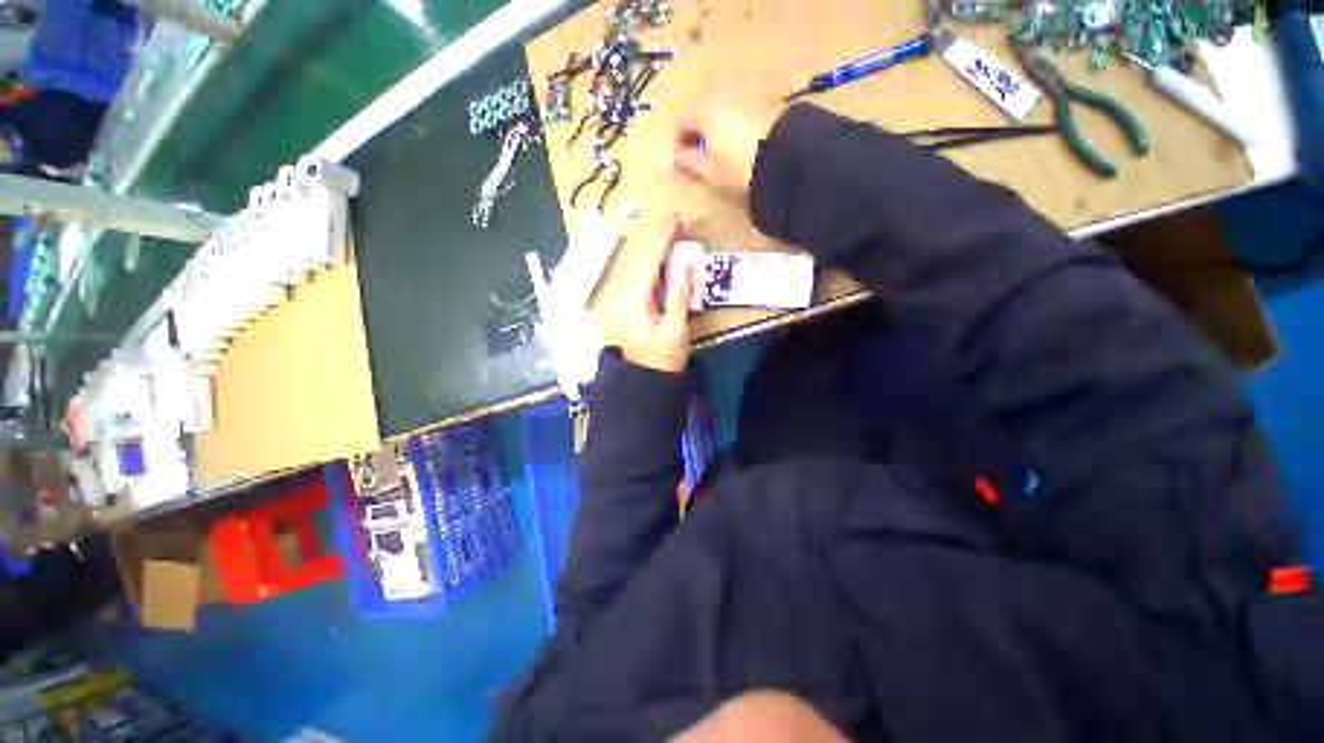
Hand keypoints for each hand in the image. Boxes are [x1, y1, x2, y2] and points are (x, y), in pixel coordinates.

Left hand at [607, 216, 693, 373]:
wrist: (641, 384)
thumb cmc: (661, 360)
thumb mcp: (674, 329)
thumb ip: (679, 295)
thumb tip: (685, 264)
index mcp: (635, 299)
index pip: (649, 260)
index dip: (662, 239)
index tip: (676, 221)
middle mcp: (624, 295)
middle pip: (639, 260)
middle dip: (657, 240)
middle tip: (675, 223)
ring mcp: (623, 302)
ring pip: (638, 268)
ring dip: (653, 251)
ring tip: (669, 236)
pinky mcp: (627, 309)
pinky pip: (639, 279)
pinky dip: (651, 266)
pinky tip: (659, 261)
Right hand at [672, 81, 788, 195]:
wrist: (786, 154)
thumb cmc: (739, 165)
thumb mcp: (711, 171)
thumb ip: (690, 163)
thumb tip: (676, 160)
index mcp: (702, 106)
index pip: (681, 122)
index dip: (678, 144)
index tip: (681, 164)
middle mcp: (722, 88)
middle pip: (702, 108)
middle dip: (699, 131)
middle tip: (702, 155)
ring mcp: (747, 86)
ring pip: (724, 104)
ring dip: (720, 123)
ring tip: (725, 149)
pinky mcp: (769, 92)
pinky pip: (745, 105)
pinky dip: (739, 119)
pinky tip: (745, 139)